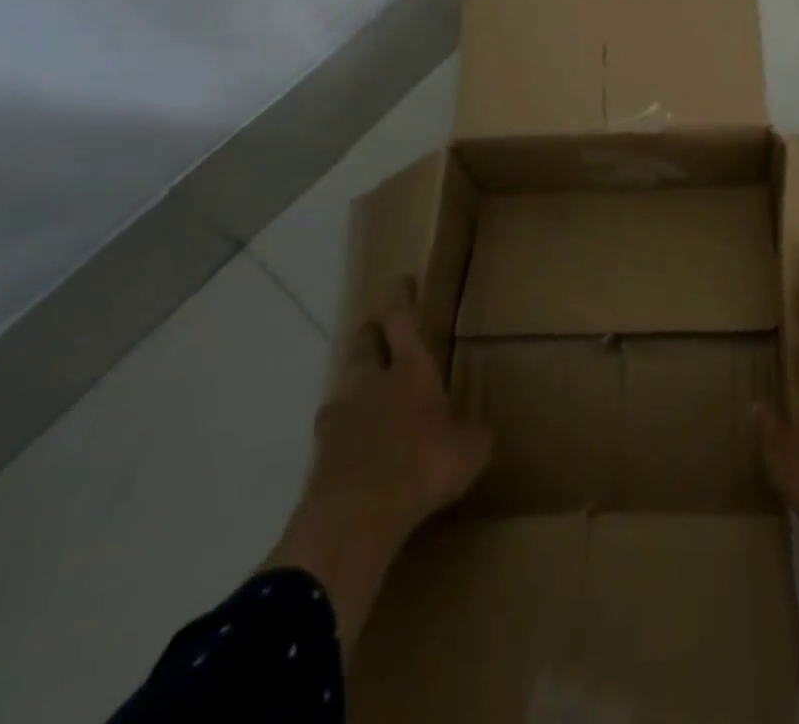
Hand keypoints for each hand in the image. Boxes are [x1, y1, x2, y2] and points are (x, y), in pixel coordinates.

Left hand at [263, 277, 490, 641]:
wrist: (357, 516)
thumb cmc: (425, 465)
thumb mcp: (470, 450)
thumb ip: (473, 435)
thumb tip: (478, 433)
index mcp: (411, 371)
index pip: (402, 320)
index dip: (401, 298)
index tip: (401, 281)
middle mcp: (372, 384)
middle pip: (364, 345)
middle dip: (370, 334)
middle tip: (375, 329)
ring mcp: (341, 419)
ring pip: (342, 389)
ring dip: (352, 387)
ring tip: (361, 396)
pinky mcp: (320, 457)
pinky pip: (331, 434)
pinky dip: (341, 435)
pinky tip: (352, 451)